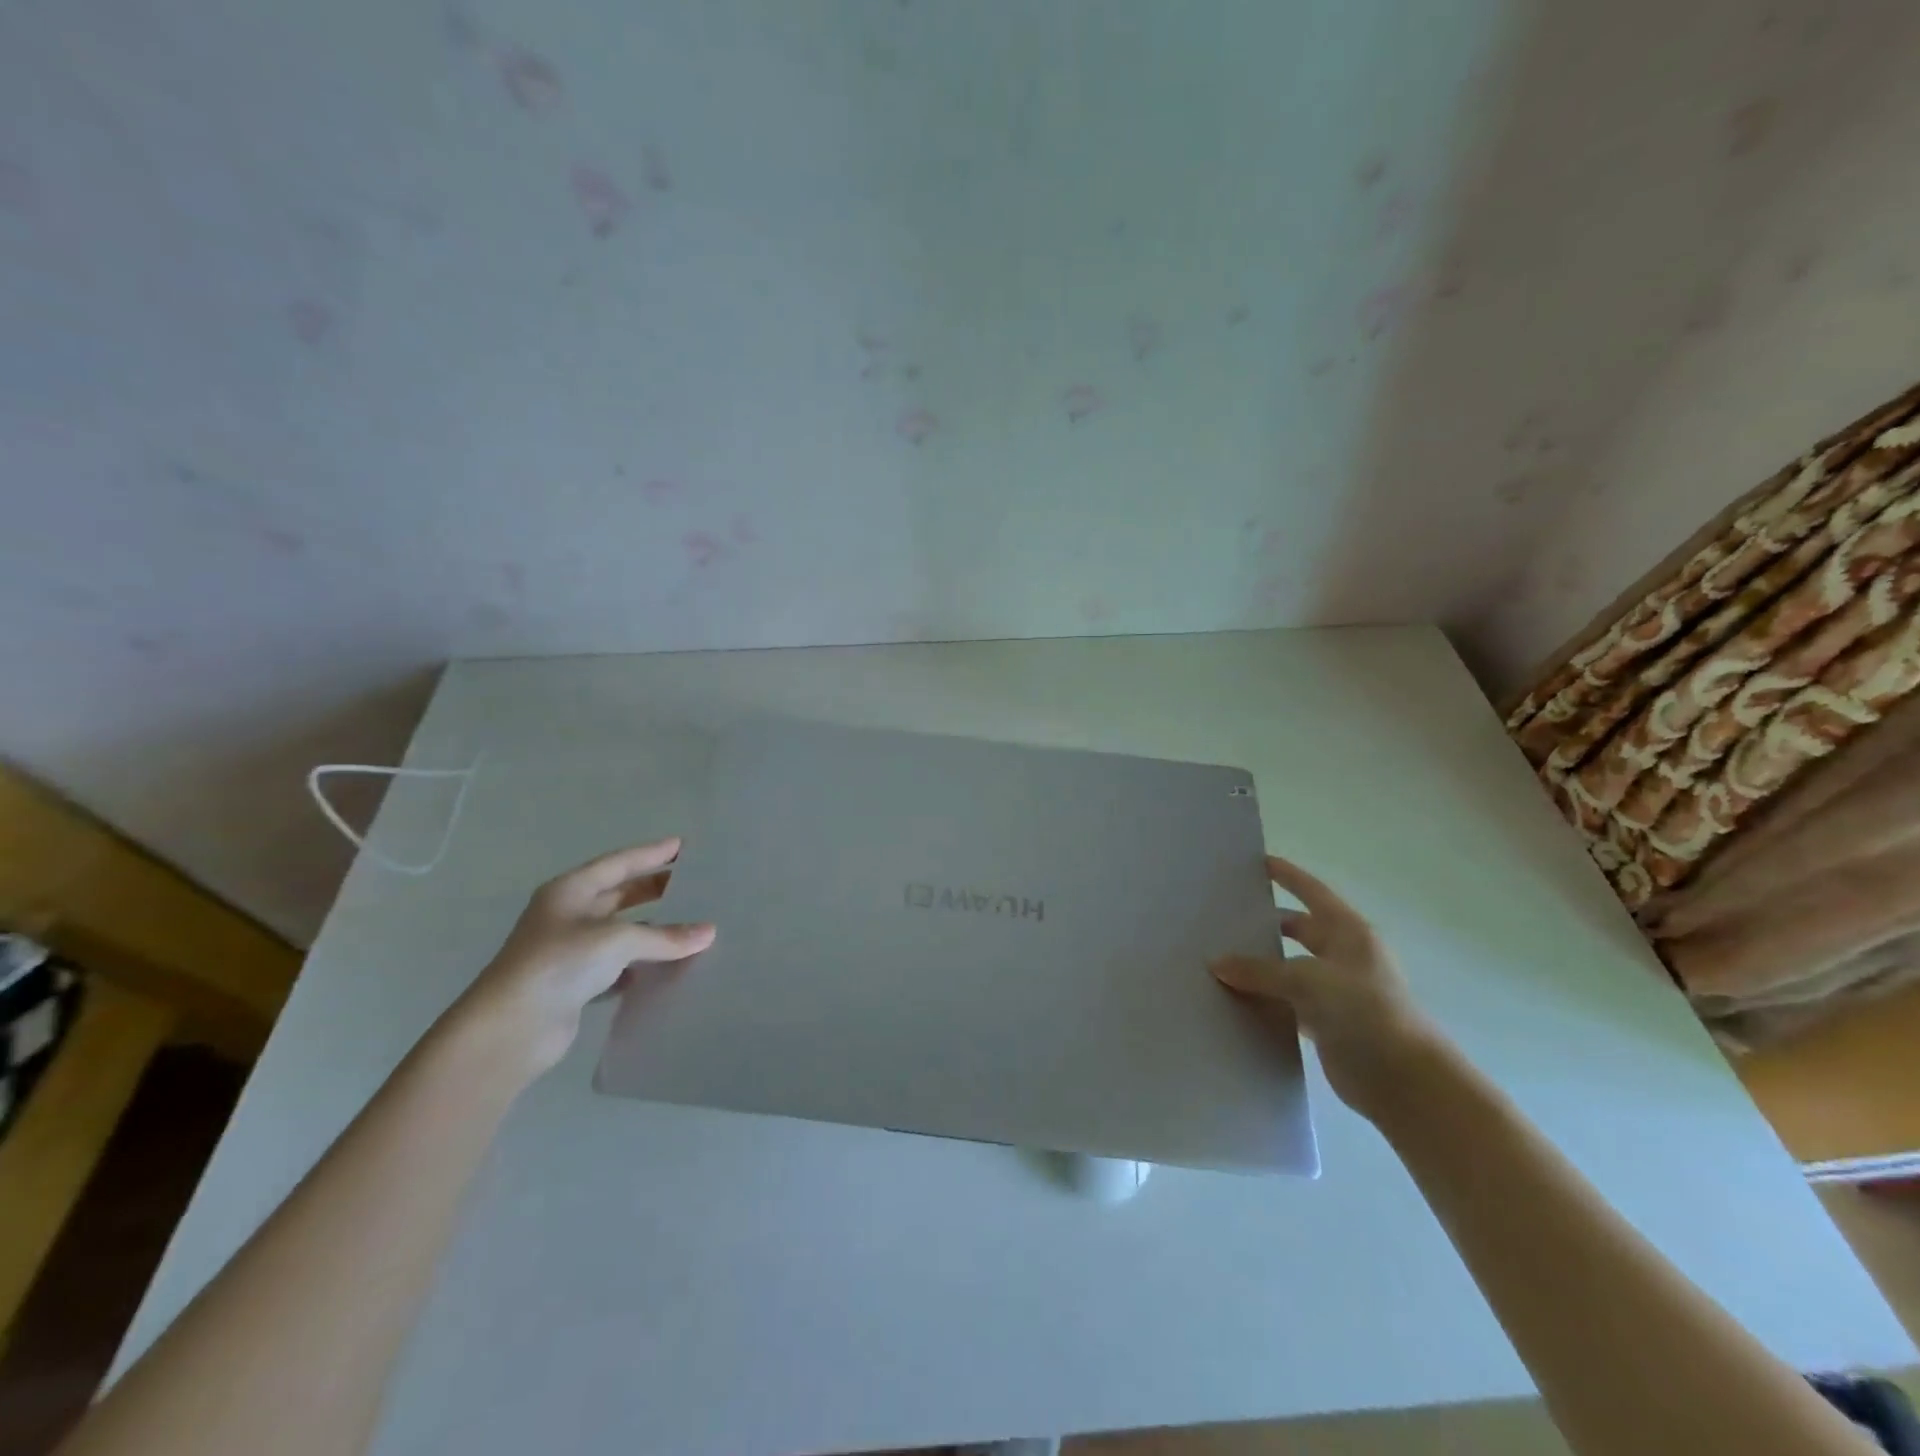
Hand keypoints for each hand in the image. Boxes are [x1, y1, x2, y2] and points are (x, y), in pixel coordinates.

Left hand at [452, 840, 716, 1076]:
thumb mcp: (618, 940)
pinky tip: (666, 969)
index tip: (683, 846)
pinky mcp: (575, 984)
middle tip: (693, 884)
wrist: (509, 1029)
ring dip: (651, 931)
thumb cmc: (559, 964)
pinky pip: (618, 967)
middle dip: (654, 889)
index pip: (619, 863)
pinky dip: (641, 966)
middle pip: (619, 895)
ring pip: (621, 932)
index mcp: (570, 891)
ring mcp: (570, 951)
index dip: (651, 854)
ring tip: (690, 926)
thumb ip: (665, 936)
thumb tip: (709, 933)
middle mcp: (568, 916)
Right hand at [1210, 855, 1442, 1120]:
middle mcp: (1343, 956)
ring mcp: (1337, 991)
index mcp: (1348, 932)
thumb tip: (1216, 964)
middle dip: (1266, 924)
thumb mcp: (1308, 980)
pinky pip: (1288, 1003)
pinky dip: (1266, 1000)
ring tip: (1219, 959)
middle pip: (1298, 930)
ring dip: (1262, 966)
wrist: (1405, 1080)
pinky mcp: (1328, 1023)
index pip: (1312, 892)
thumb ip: (1260, 971)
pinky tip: (1236, 1000)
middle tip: (1225, 918)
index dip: (1287, 876)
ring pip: (1290, 968)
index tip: (1258, 862)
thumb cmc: (1365, 1011)